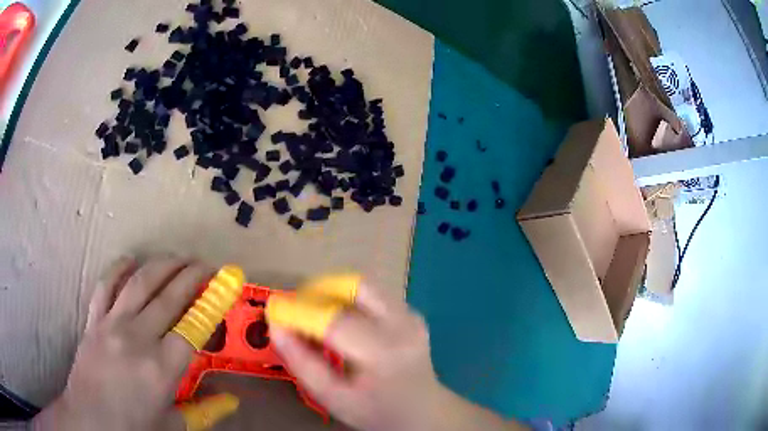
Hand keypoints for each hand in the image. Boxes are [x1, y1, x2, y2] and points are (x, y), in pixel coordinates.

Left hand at [33, 256, 214, 430]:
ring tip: (177, 257)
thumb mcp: (173, 424)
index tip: (223, 287)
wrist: (91, 419)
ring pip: (140, 283)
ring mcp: (112, 324)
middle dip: (191, 275)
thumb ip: (205, 410)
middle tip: (206, 265)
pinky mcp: (94, 319)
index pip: (194, 327)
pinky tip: (130, 259)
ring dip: (162, 265)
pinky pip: (106, 284)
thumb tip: (233, 400)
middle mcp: (138, 337)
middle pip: (169, 296)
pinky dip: (119, 267)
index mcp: (162, 367)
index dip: (211, 304)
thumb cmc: (134, 427)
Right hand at [270, 283, 442, 430]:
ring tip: (314, 312)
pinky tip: (341, 321)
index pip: (335, 321)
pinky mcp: (412, 313)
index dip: (300, 311)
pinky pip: (374, 294)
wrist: (421, 411)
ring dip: (332, 292)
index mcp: (383, 353)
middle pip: (353, 289)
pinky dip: (349, 300)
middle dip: (316, 293)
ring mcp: (411, 316)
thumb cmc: (374, 410)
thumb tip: (277, 327)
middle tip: (295, 309)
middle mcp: (402, 326)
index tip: (274, 309)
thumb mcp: (333, 398)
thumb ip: (302, 364)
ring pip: (363, 286)